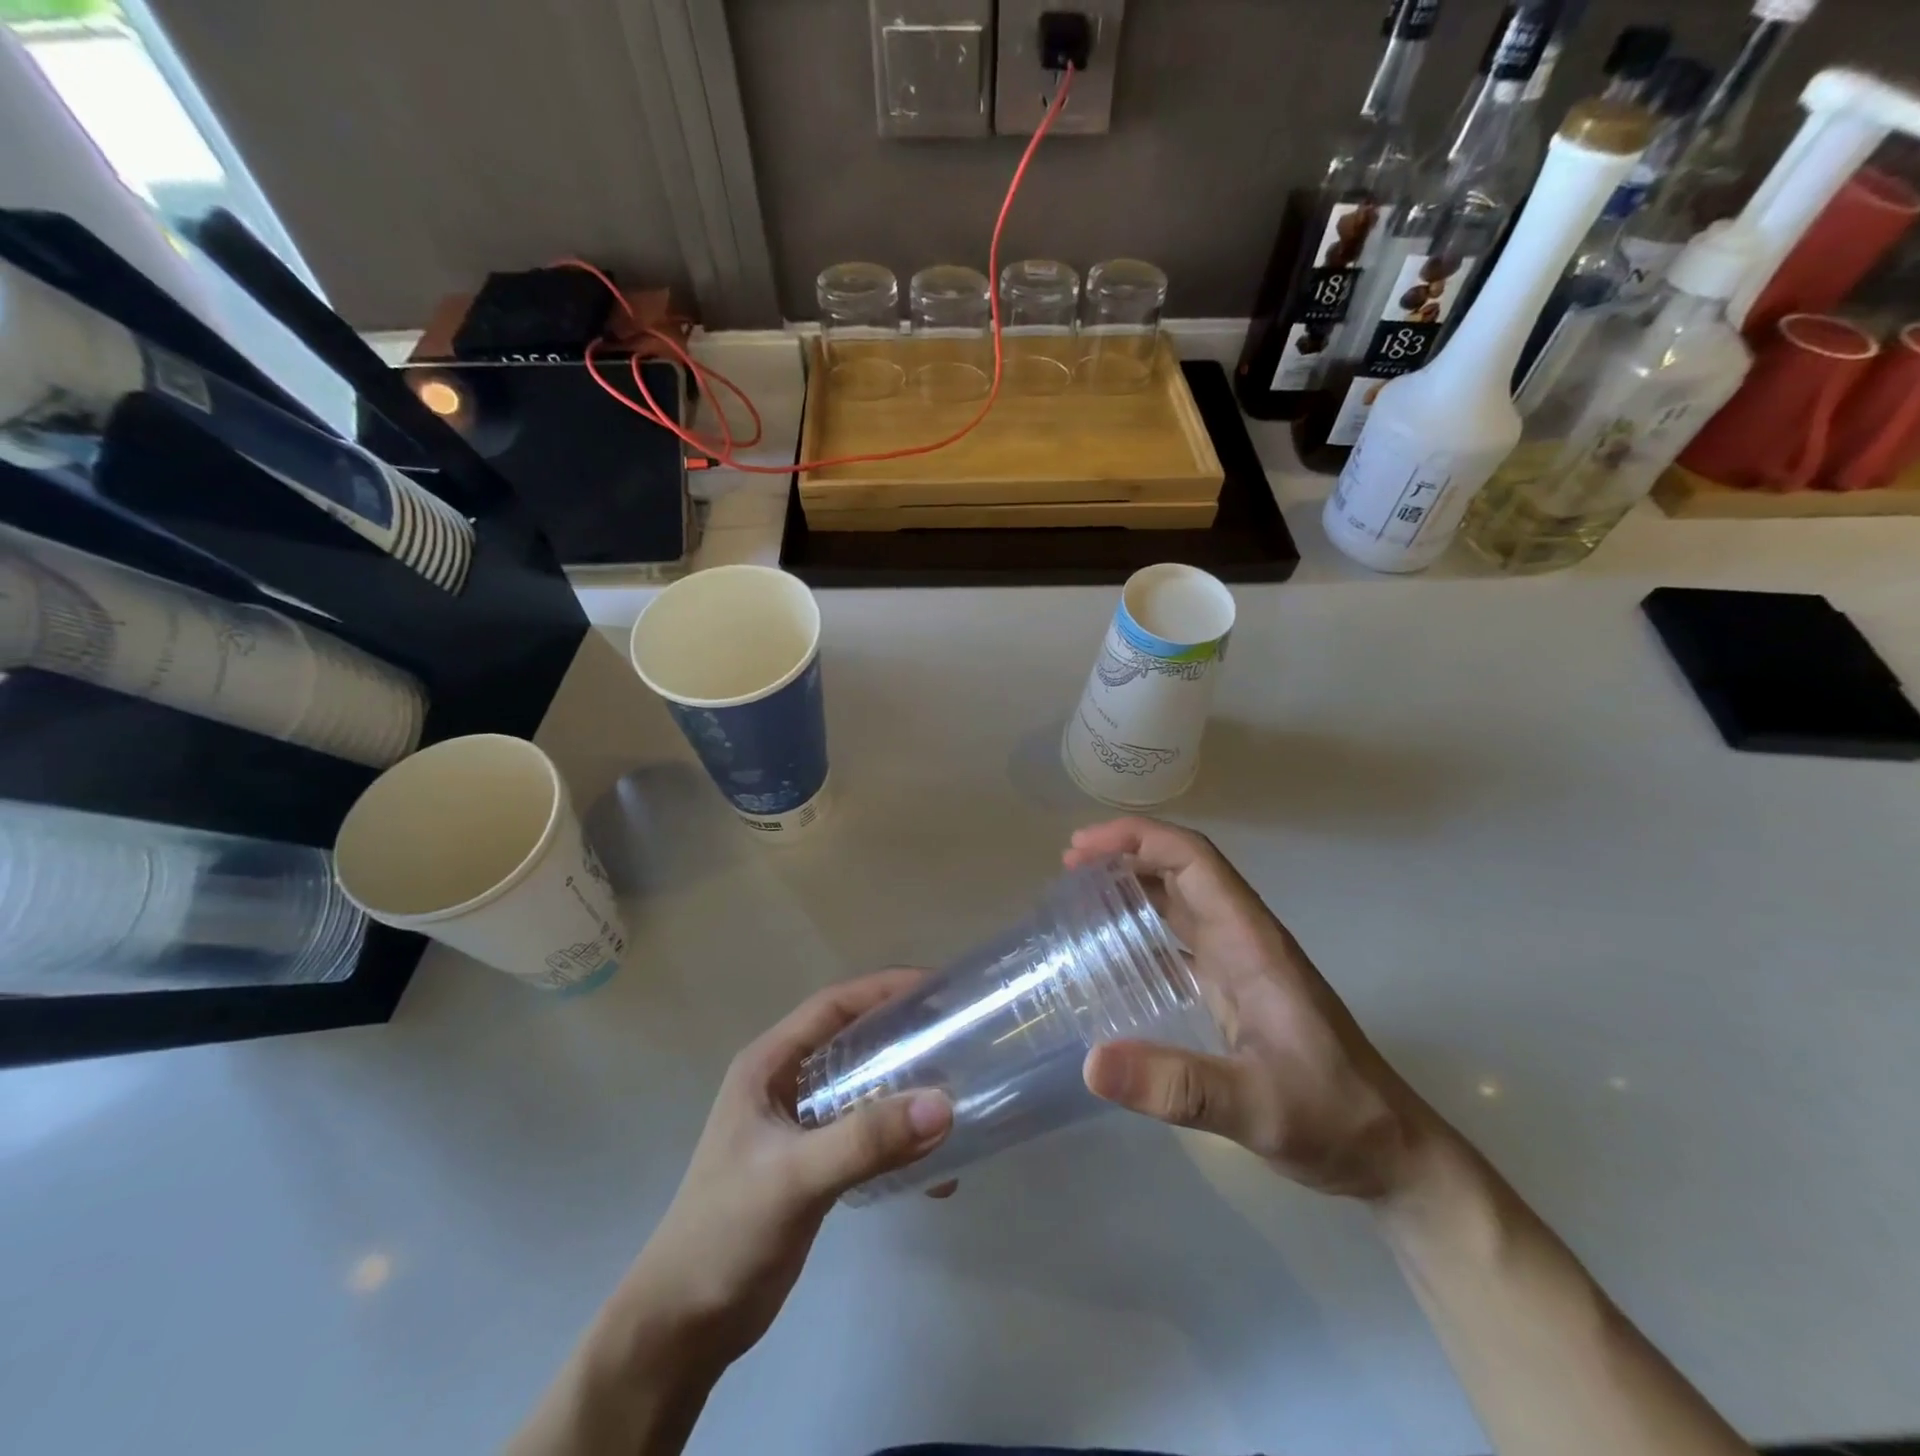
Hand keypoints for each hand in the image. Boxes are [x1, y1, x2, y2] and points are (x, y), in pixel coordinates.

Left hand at [621, 970, 953, 1368]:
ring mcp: (799, 1127)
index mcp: (769, 1065)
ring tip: (957, 1095)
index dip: (883, 988)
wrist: (683, 1327)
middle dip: (903, 1036)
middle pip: (853, 1041)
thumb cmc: (726, 1232)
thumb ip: (866, 1140)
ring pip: (864, 1088)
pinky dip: (898, 1142)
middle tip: (957, 1037)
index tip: (936, 988)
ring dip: (906, 1091)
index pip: (832, 1006)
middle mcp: (784, 1085)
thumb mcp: (796, 1176)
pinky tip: (934, 1170)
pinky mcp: (812, 1166)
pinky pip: (865, 1135)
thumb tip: (943, 1105)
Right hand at [1069, 818, 1436, 1200]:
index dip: (1137, 839)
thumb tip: (1091, 1063)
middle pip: (1182, 868)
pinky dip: (1142, 924)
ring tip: (1077, 893)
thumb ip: (1178, 1087)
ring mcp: (1240, 963)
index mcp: (1251, 941)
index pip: (1193, 859)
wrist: (1389, 1153)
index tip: (1081, 850)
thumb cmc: (1332, 1118)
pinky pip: (1180, 937)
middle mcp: (1243, 939)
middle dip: (1124, 852)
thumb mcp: (1255, 1108)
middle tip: (1067, 867)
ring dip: (1132, 882)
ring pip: (1180, 898)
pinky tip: (1111, 950)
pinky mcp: (1234, 989)